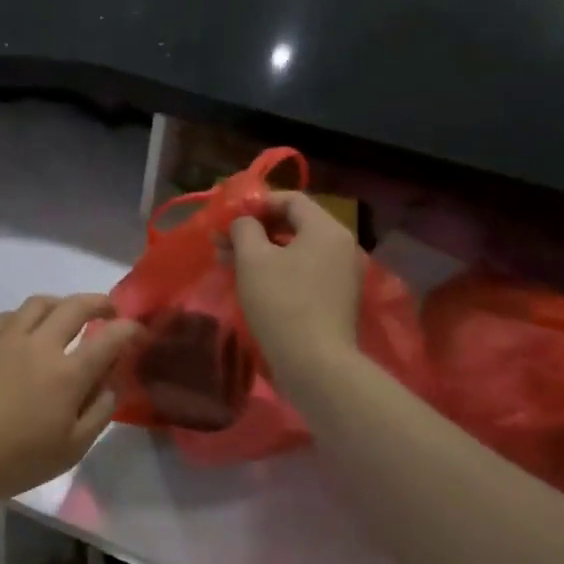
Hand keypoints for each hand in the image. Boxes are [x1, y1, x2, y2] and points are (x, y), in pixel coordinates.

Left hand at [0, 294, 140, 503]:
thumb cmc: (14, 460)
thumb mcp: (70, 449)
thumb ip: (98, 412)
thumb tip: (111, 384)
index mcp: (68, 373)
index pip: (109, 339)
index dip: (129, 330)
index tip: (137, 330)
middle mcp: (40, 344)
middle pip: (76, 306)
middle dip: (100, 303)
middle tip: (109, 311)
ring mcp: (7, 338)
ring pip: (40, 303)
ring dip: (63, 303)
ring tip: (68, 315)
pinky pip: (10, 315)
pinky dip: (28, 316)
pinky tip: (28, 329)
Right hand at [229, 192, 361, 385]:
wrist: (315, 364)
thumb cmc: (282, 303)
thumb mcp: (253, 260)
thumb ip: (244, 229)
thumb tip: (243, 222)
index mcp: (326, 229)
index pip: (291, 199)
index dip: (257, 203)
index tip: (229, 217)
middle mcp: (341, 246)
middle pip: (294, 224)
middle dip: (255, 230)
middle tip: (222, 242)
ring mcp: (342, 275)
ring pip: (296, 250)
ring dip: (262, 251)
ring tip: (229, 263)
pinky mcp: (336, 299)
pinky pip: (304, 272)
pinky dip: (278, 270)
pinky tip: (252, 284)